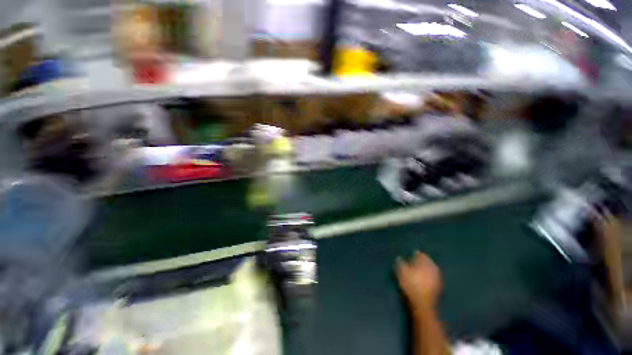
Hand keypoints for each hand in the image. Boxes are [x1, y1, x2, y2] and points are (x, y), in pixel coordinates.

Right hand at [396, 251, 442, 309]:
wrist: (423, 303)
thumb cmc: (410, 285)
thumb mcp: (401, 272)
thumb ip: (400, 263)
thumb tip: (399, 257)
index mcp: (424, 262)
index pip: (420, 254)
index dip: (415, 254)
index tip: (410, 254)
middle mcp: (432, 267)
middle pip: (427, 261)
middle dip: (422, 260)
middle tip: (415, 261)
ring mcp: (437, 277)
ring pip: (431, 268)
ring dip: (426, 268)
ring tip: (419, 269)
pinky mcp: (438, 286)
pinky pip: (433, 276)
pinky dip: (429, 275)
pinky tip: (424, 278)